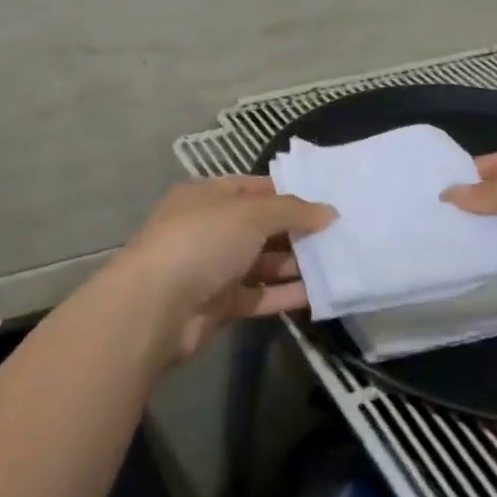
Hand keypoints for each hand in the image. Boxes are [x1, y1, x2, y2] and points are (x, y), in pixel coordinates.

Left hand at [110, 176, 335, 361]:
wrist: (156, 307)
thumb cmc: (202, 241)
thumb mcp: (250, 213)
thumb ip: (292, 211)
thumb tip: (329, 212)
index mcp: (207, 197)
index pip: (253, 188)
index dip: (288, 193)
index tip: (326, 201)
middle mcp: (209, 229)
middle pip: (261, 226)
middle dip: (297, 230)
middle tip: (340, 233)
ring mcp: (213, 268)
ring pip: (262, 262)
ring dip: (296, 264)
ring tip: (338, 262)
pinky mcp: (219, 304)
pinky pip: (260, 295)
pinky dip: (286, 294)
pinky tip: (320, 293)